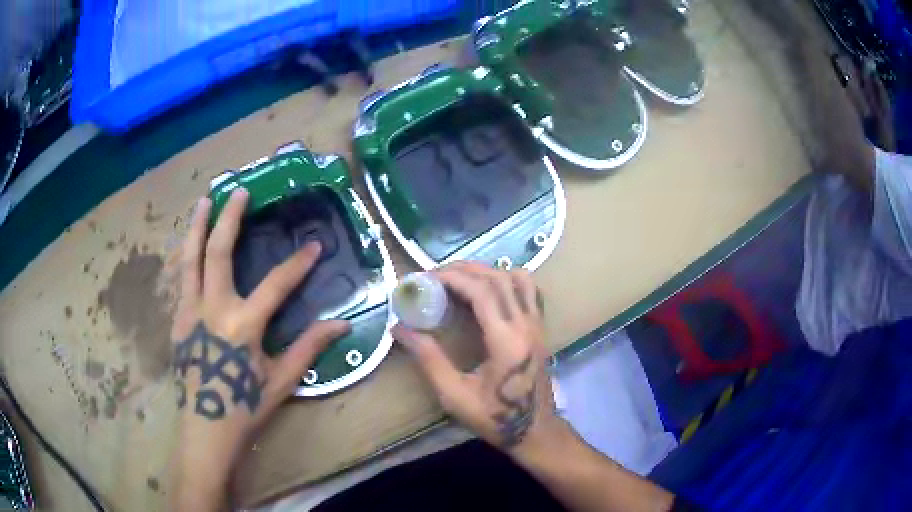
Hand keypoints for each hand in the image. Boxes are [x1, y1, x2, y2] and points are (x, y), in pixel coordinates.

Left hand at [170, 189, 348, 509]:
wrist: (206, 429)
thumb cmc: (245, 406)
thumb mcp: (281, 380)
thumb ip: (309, 347)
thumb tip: (342, 325)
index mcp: (243, 324)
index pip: (275, 284)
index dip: (298, 264)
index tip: (315, 245)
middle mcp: (212, 308)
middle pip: (218, 252)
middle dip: (230, 218)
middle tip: (239, 191)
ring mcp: (190, 311)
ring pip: (191, 259)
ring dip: (198, 227)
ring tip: (204, 201)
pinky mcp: (178, 319)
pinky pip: (182, 279)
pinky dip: (188, 256)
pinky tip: (191, 246)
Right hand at [392, 262, 567, 454]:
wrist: (535, 431)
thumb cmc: (494, 418)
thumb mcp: (454, 395)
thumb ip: (428, 359)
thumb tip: (399, 328)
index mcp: (506, 340)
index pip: (481, 291)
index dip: (452, 277)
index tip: (426, 278)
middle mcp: (526, 325)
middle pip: (498, 278)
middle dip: (465, 269)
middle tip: (436, 274)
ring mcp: (538, 325)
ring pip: (517, 279)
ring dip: (487, 271)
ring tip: (460, 278)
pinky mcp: (541, 329)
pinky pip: (529, 291)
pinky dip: (508, 279)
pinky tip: (489, 290)